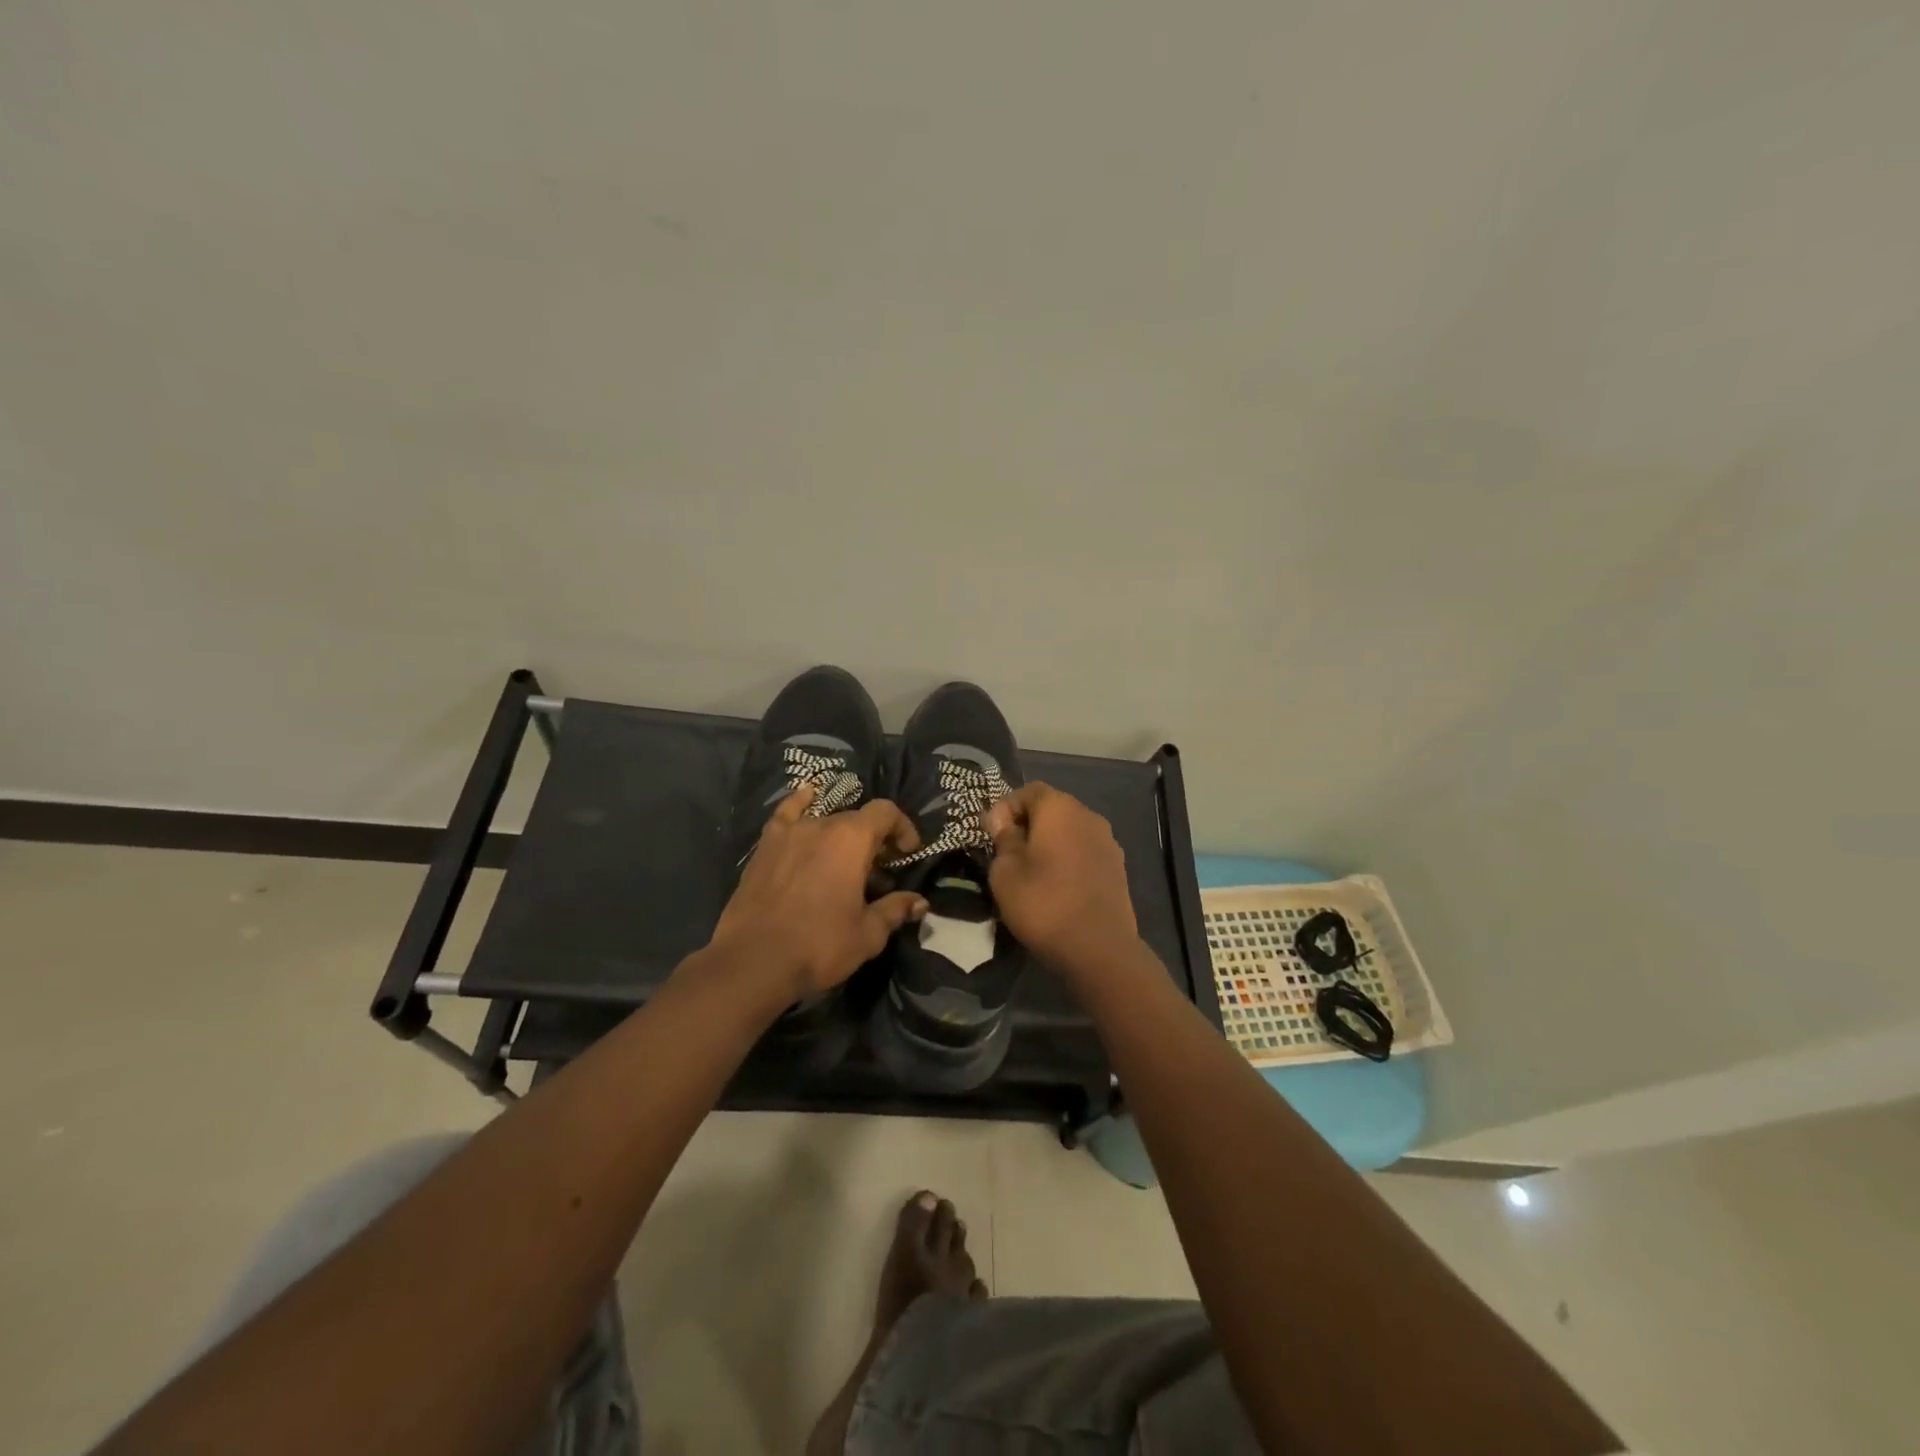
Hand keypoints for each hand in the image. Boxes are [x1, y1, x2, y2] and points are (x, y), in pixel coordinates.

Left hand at [709, 784, 927, 1002]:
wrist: (753, 961)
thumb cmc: (819, 945)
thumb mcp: (868, 934)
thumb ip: (895, 910)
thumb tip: (920, 903)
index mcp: (852, 840)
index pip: (886, 813)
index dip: (903, 828)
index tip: (908, 852)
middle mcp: (822, 825)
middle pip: (857, 820)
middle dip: (874, 840)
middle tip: (879, 873)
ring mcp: (790, 833)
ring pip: (825, 821)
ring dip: (842, 836)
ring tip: (845, 862)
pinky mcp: (766, 846)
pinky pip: (786, 813)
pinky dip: (801, 802)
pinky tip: (807, 795)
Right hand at [982, 782, 1139, 972]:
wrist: (1099, 948)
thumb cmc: (1043, 903)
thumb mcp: (1005, 872)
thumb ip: (1002, 839)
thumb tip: (1001, 820)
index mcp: (1059, 808)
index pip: (1028, 790)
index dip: (1005, 808)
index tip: (990, 834)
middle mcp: (1088, 815)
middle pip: (1052, 809)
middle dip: (1028, 825)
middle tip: (1007, 853)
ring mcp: (1108, 842)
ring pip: (1070, 832)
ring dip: (1050, 844)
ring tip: (1031, 872)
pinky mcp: (1117, 868)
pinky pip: (1085, 852)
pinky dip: (1068, 860)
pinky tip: (1056, 887)